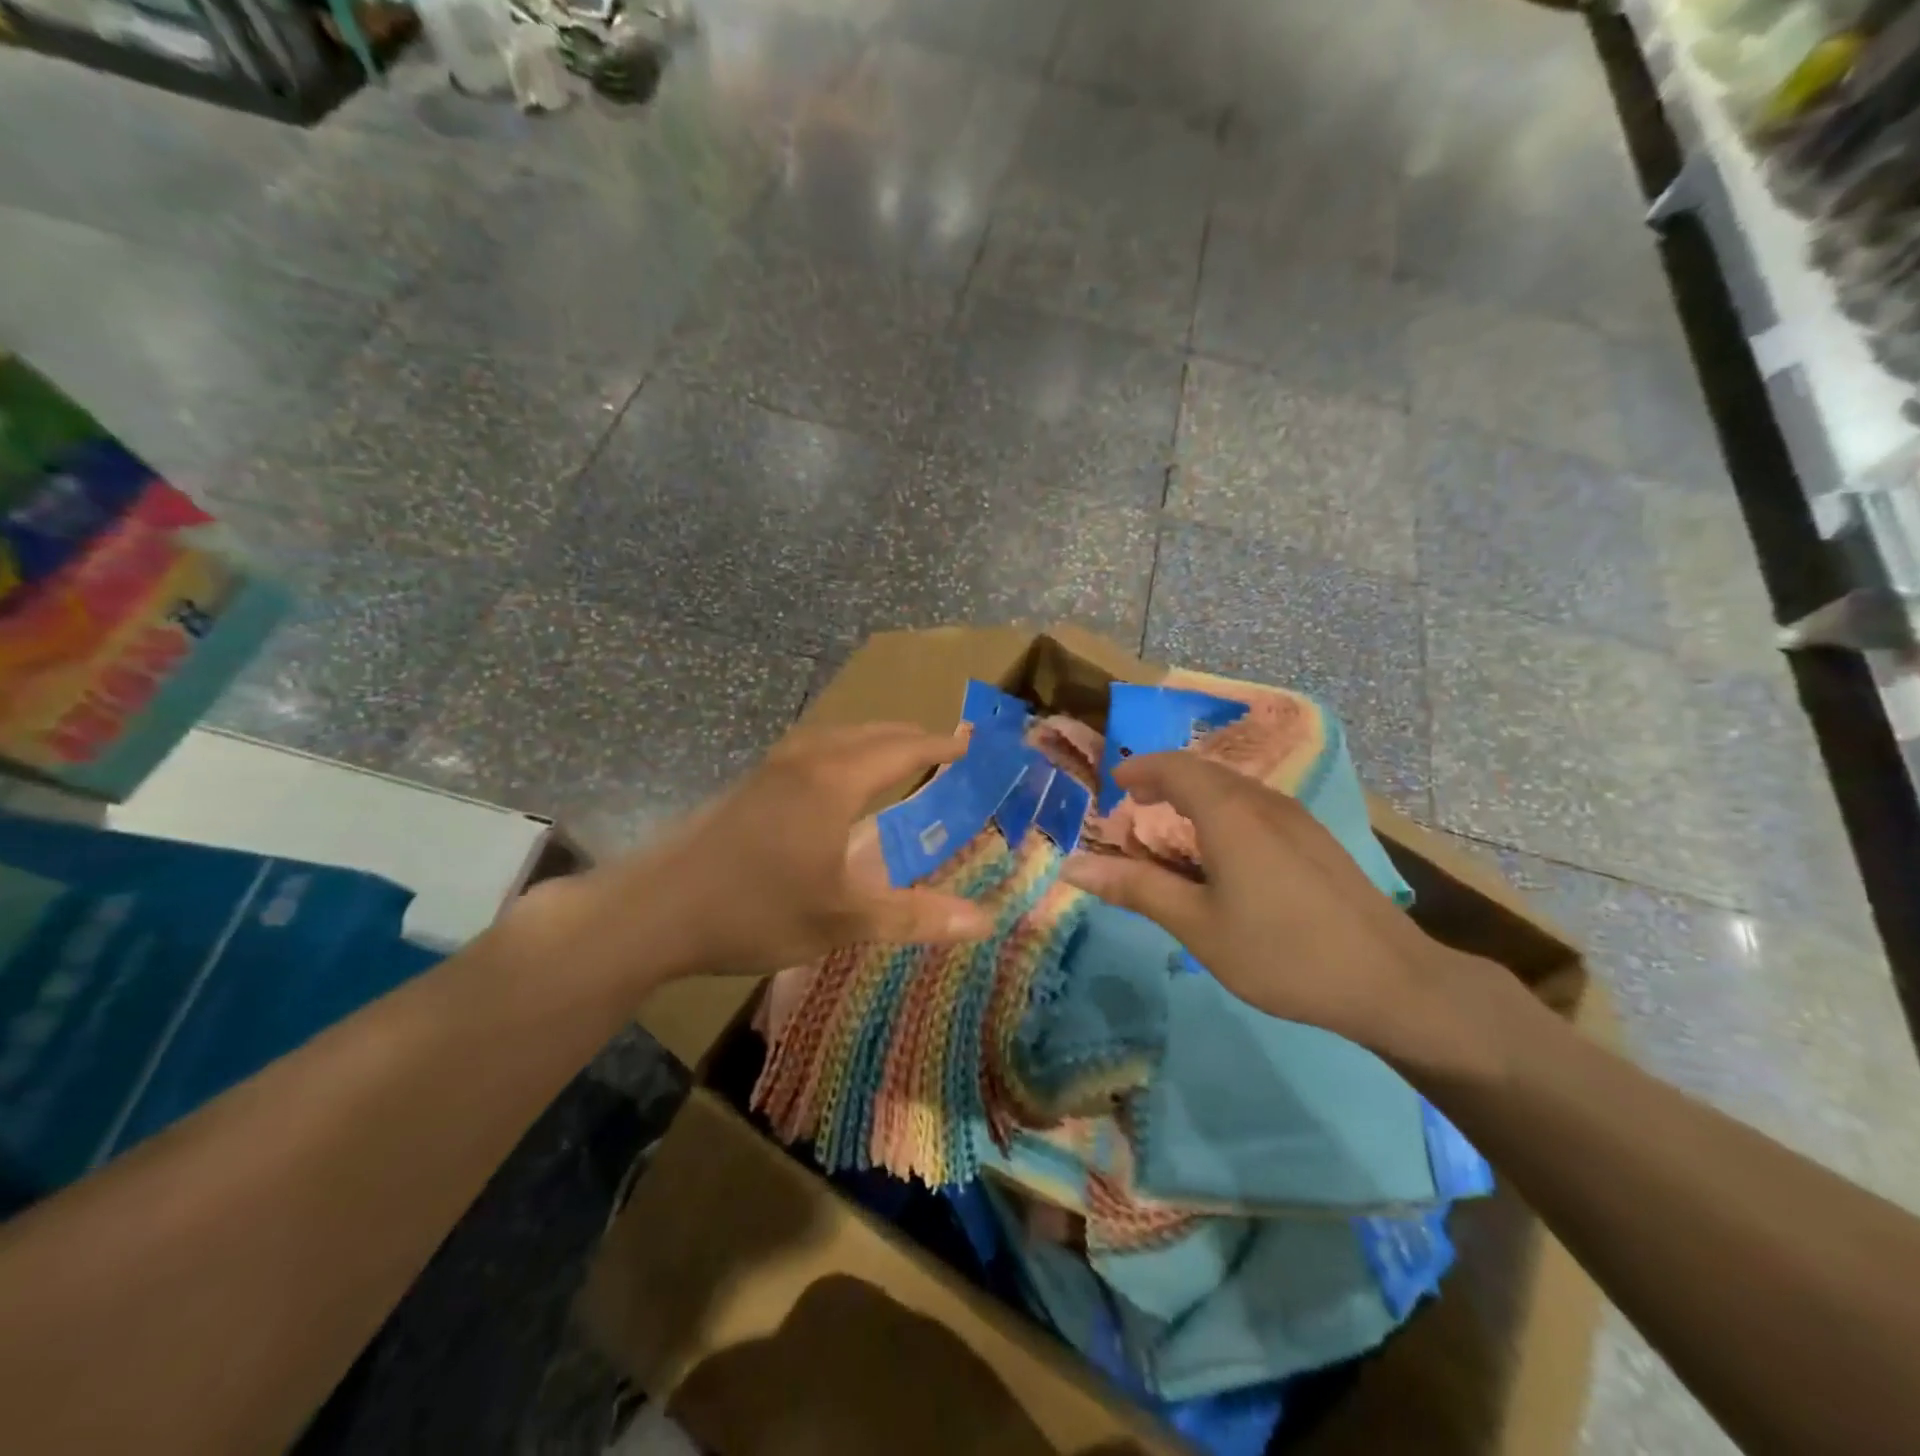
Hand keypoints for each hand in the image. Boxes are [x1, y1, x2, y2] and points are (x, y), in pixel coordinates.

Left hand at [545, 724, 994, 988]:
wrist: (654, 911)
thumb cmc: (755, 910)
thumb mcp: (842, 919)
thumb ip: (915, 916)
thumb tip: (984, 922)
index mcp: (836, 780)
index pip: (903, 749)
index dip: (940, 746)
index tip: (970, 744)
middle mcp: (807, 759)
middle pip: (871, 733)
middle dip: (911, 738)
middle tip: (944, 749)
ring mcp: (773, 766)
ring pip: (838, 736)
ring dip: (875, 741)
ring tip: (898, 758)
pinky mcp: (750, 782)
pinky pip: (815, 748)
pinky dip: (845, 751)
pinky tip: (838, 781)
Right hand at [1060, 753, 1493, 1066]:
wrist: (1390, 981)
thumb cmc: (1280, 952)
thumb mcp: (1196, 925)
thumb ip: (1135, 888)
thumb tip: (1073, 866)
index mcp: (1229, 813)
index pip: (1175, 767)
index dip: (1141, 769)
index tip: (1115, 783)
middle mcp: (1264, 802)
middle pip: (1205, 772)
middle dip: (1165, 780)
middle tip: (1135, 803)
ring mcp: (1298, 820)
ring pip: (1234, 789)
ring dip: (1196, 796)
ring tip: (1172, 827)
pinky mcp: (1318, 841)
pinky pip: (1257, 808)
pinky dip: (1224, 812)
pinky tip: (1224, 853)